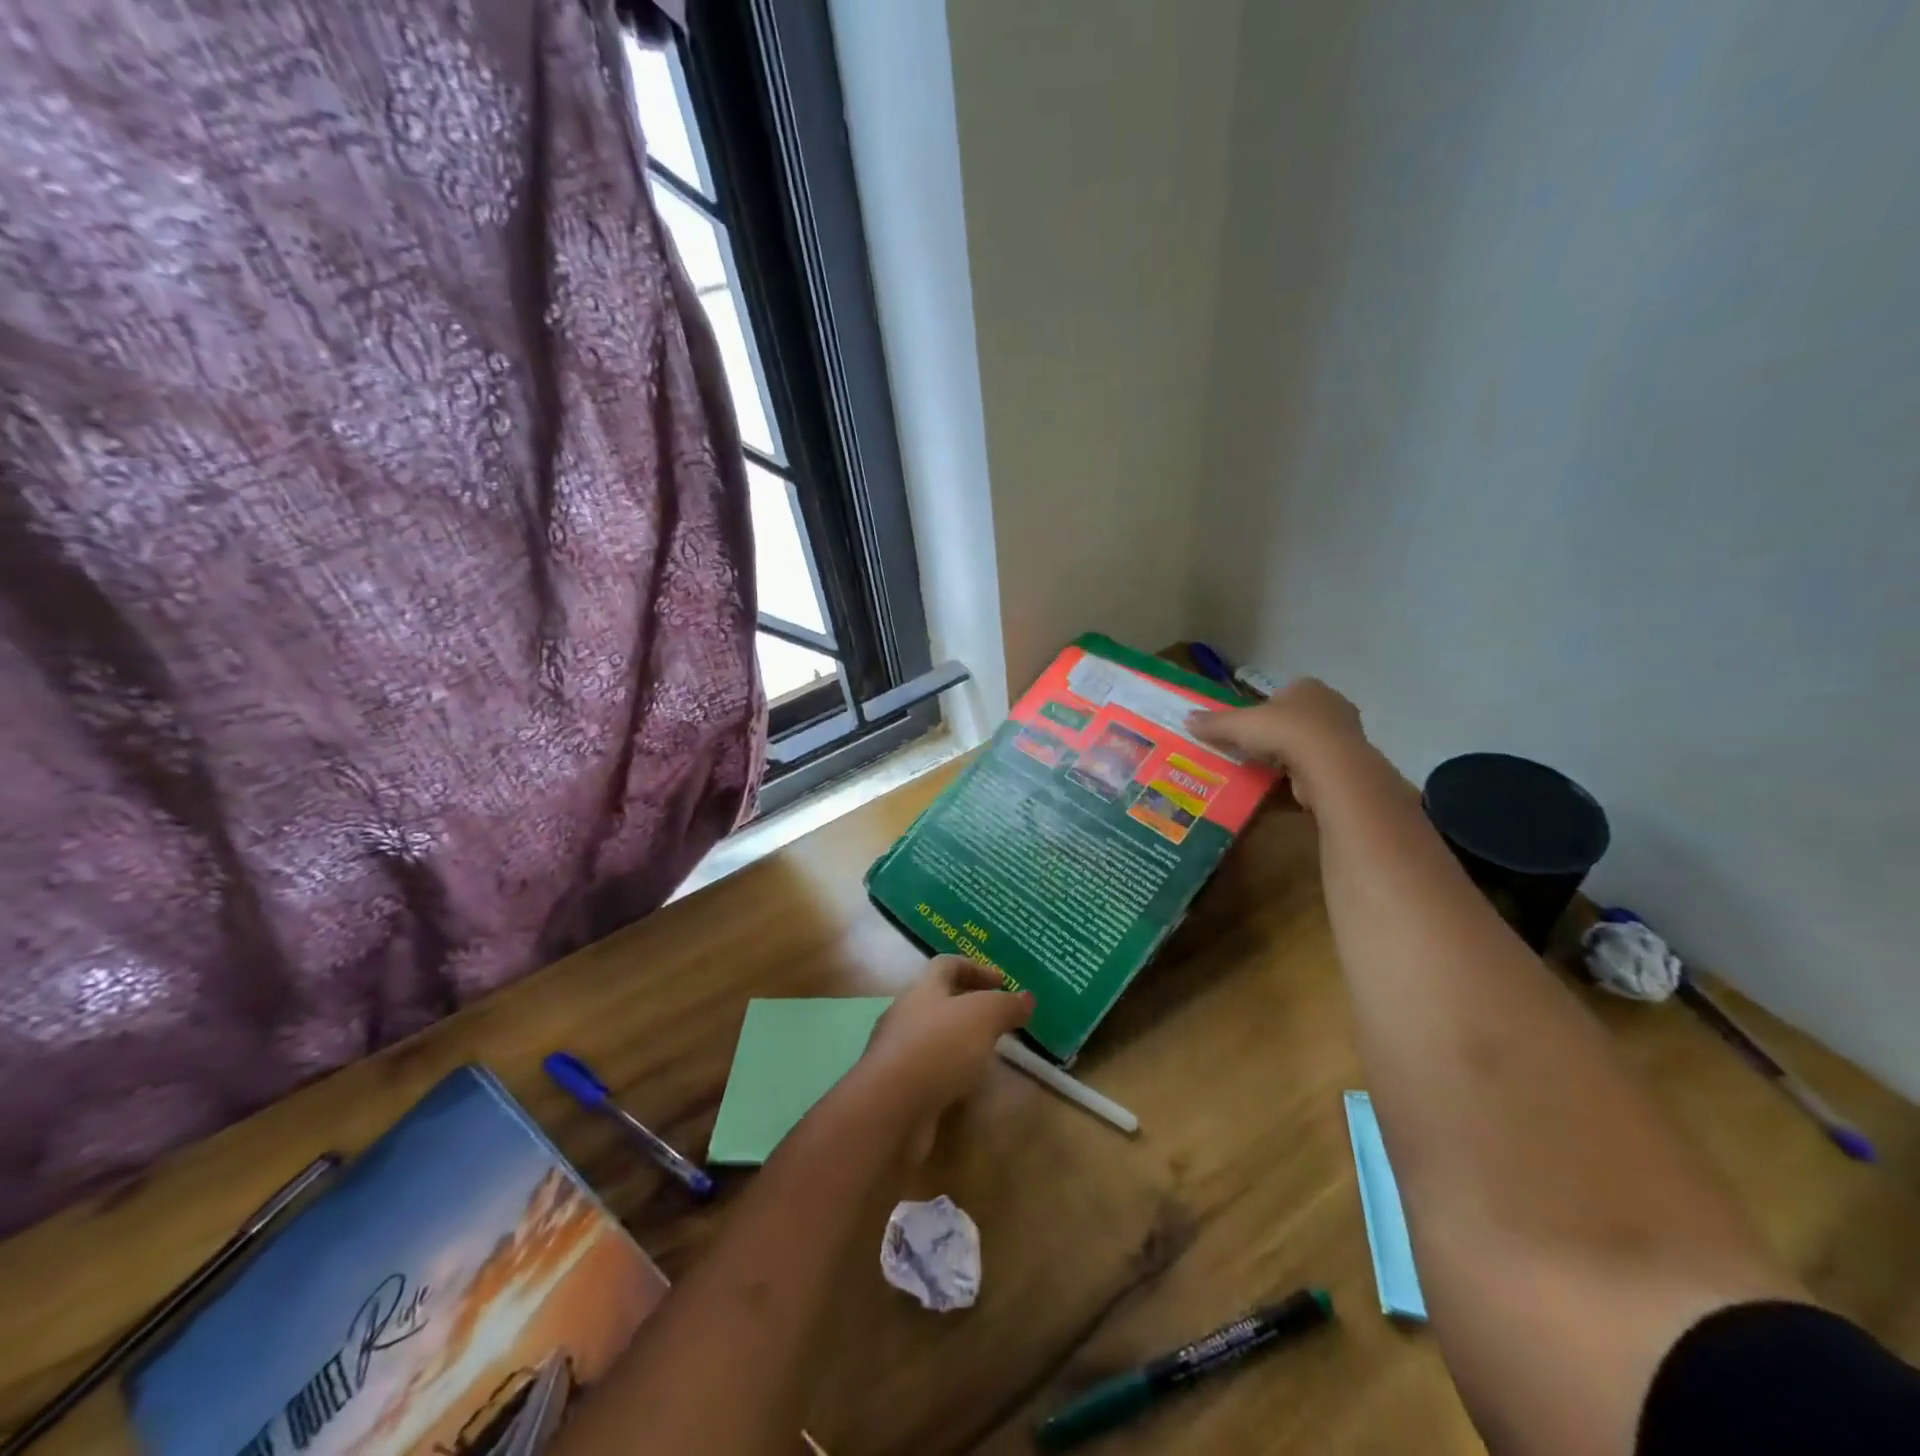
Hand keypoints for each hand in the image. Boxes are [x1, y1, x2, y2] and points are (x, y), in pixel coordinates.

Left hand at [860, 957, 1034, 1131]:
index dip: (976, 968)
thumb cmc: (938, 1048)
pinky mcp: (897, 1087)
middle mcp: (905, 1014)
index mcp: (923, 989)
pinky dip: (949, 1073)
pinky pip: (928, 1070)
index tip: (1003, 981)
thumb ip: (1006, 1005)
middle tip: (999, 1019)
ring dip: (959, 1041)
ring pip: (933, 1037)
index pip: (947, 964)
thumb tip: (1026, 997)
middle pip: (938, 1000)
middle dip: (969, 1006)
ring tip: (988, 1054)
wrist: (890, 1108)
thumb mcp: (983, 1017)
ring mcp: (897, 1052)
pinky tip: (967, 1086)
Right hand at [1188, 678, 1376, 811]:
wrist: (1330, 765)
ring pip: (1311, 740)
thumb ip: (1214, 722)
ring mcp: (1345, 733)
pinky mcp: (1349, 761)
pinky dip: (1305, 772)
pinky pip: (1320, 763)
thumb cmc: (1284, 732)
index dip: (1265, 709)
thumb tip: (1186, 719)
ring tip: (1269, 769)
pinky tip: (1288, 783)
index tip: (1250, 727)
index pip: (1283, 693)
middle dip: (1279, 731)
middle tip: (1256, 748)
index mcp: (1307, 686)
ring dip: (1292, 753)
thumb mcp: (1239, 724)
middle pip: (1297, 716)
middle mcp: (1331, 703)